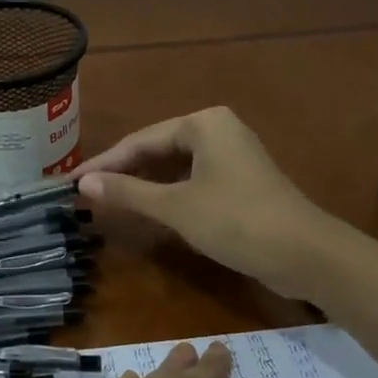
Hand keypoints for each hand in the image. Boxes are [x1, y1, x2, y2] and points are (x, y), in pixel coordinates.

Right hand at [77, 107, 340, 298]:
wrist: (305, 253)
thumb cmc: (236, 221)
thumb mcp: (175, 207)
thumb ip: (128, 193)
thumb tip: (82, 183)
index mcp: (203, 123)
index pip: (141, 140)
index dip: (105, 163)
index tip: (72, 182)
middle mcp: (219, 130)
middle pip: (158, 149)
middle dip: (124, 171)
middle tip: (87, 192)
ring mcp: (233, 156)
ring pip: (176, 166)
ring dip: (145, 184)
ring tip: (110, 200)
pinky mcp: (241, 181)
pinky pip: (193, 179)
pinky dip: (169, 193)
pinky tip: (150, 209)